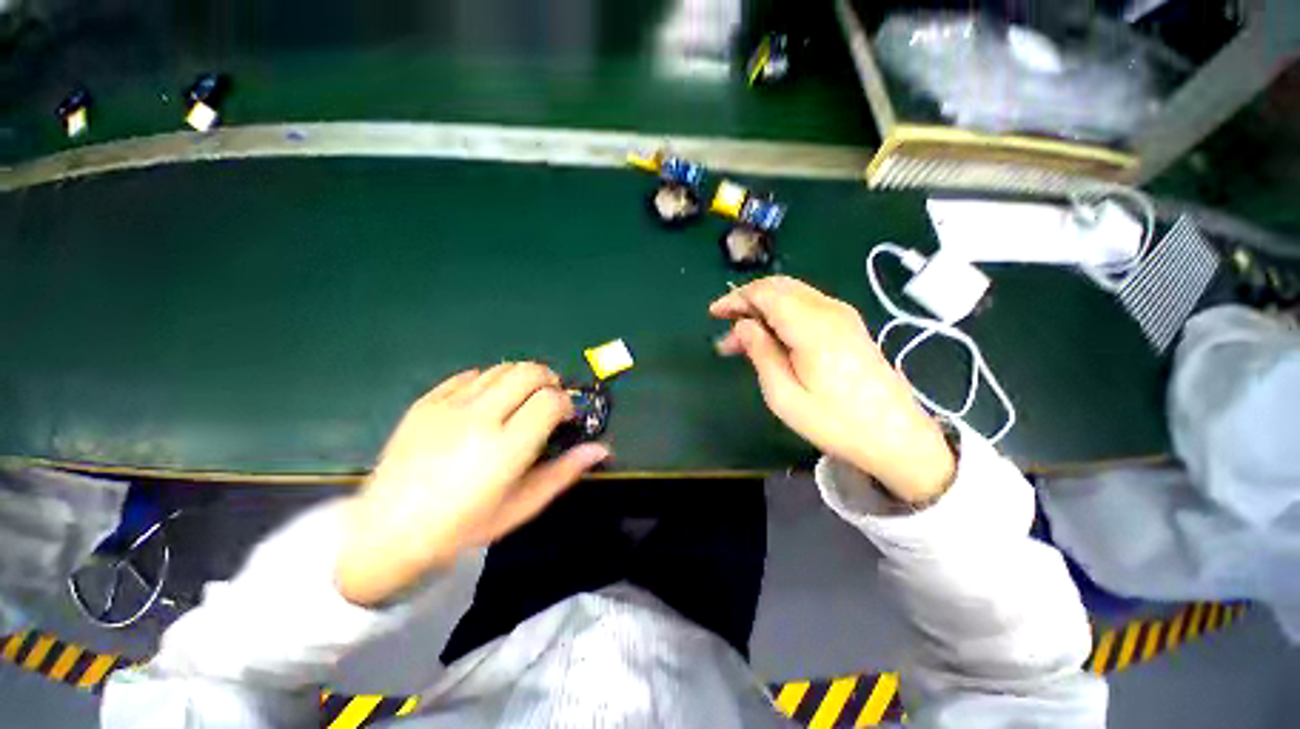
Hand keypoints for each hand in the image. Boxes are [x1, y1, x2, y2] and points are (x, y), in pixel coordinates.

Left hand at [335, 363, 609, 605]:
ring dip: (521, 378)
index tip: (564, 418)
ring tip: (519, 401)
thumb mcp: (522, 506)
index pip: (551, 400)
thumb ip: (564, 472)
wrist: (387, 533)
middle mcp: (479, 418)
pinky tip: (486, 403)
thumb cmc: (464, 526)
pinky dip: (488, 381)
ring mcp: (448, 407)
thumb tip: (601, 449)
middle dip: (549, 380)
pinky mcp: (425, 402)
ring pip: (501, 368)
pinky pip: (469, 375)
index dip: (566, 403)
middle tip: (547, 401)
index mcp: (506, 448)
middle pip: (529, 372)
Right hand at [710, 276, 953, 501]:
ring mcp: (843, 316)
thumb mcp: (784, 395)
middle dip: (746, 303)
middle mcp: (829, 310)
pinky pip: (806, 308)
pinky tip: (770, 340)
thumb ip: (761, 352)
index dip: (736, 298)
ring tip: (741, 342)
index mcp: (812, 325)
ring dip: (762, 311)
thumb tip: (743, 325)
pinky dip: (781, 316)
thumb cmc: (835, 422)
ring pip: (792, 296)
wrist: (896, 438)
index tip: (713, 313)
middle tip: (725, 331)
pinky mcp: (848, 326)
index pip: (765, 293)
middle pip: (779, 288)